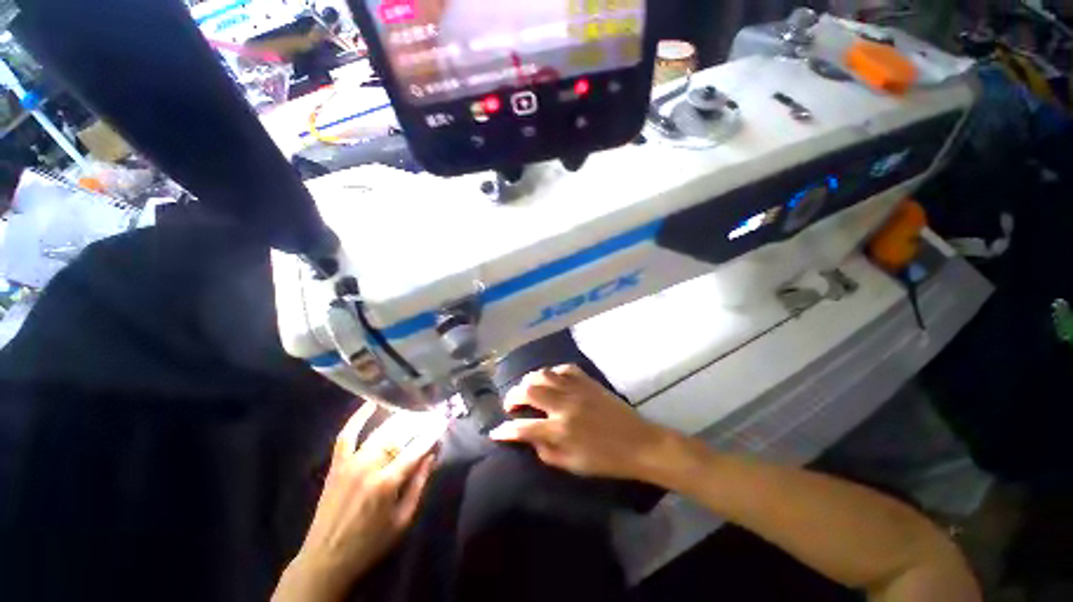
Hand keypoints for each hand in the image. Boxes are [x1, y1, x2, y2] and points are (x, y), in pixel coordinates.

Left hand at [273, 404, 446, 601]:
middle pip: (399, 435)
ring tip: (414, 409)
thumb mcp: (403, 520)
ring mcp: (351, 463)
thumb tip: (431, 455)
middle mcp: (369, 466)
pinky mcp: (337, 464)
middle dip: (419, 421)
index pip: (416, 449)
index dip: (432, 433)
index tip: (444, 420)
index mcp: (387, 483)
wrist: (326, 559)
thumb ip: (418, 485)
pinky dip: (358, 418)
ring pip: (380, 431)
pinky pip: (347, 435)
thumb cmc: (370, 543)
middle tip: (432, 412)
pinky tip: (371, 403)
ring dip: (399, 418)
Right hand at [488, 365, 677, 480]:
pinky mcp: (588, 381)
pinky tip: (552, 380)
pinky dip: (553, 372)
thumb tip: (528, 439)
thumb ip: (545, 452)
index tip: (496, 431)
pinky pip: (564, 368)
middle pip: (528, 390)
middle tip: (512, 404)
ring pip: (543, 374)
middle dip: (513, 395)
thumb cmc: (605, 460)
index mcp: (560, 430)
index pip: (523, 428)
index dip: (505, 430)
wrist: (638, 443)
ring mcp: (576, 389)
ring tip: (528, 389)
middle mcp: (564, 405)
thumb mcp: (572, 465)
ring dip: (530, 380)